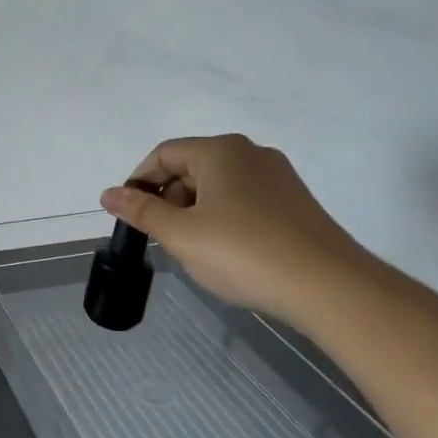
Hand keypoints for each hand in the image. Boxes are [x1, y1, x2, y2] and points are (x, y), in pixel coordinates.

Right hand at [99, 134, 370, 325]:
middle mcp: (251, 154)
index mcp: (220, 151)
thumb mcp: (180, 234)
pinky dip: (224, 220)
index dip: (140, 182)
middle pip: (192, 168)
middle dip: (169, 200)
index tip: (131, 216)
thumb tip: (108, 193)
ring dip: (195, 213)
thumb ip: (141, 211)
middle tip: (164, 239)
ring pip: (218, 187)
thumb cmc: (243, 253)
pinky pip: (244, 201)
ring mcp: (278, 177)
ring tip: (195, 251)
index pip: (164, 154)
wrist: (329, 286)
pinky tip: (228, 254)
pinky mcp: (294, 203)